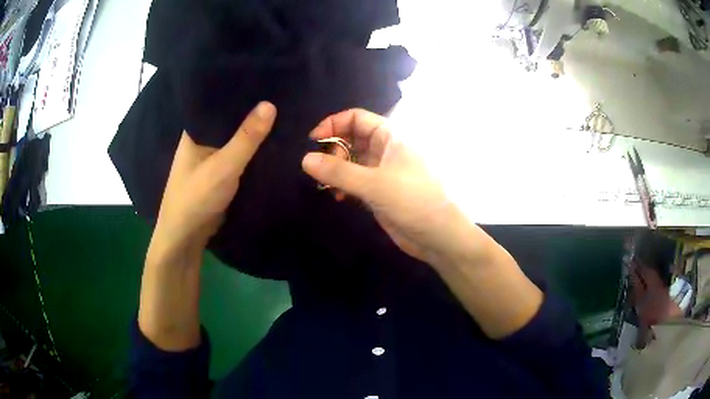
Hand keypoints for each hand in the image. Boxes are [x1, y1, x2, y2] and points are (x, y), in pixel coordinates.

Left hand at [147, 101, 276, 265]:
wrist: (186, 237)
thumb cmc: (196, 197)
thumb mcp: (223, 166)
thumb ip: (246, 138)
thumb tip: (270, 104)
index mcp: (197, 130)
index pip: (221, 101)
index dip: (243, 91)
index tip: (270, 79)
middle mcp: (204, 139)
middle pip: (232, 120)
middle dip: (254, 112)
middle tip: (285, 95)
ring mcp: (213, 156)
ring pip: (238, 138)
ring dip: (256, 133)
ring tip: (286, 113)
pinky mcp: (222, 172)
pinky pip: (241, 156)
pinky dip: (255, 151)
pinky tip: (275, 142)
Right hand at [301, 109, 477, 266]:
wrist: (438, 236)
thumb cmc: (412, 200)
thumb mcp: (374, 184)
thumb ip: (338, 172)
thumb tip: (305, 159)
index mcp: (390, 137)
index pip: (357, 118)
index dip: (333, 123)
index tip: (313, 140)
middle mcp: (385, 150)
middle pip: (351, 138)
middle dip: (333, 150)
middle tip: (323, 169)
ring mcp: (382, 171)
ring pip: (351, 161)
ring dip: (336, 170)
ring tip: (326, 185)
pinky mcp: (379, 191)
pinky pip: (355, 180)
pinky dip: (343, 185)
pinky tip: (338, 197)